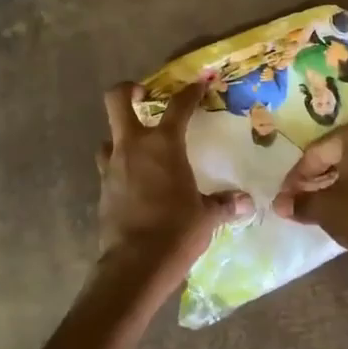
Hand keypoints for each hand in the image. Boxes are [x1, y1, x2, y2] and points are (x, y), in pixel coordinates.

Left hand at [97, 82, 250, 286]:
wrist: (136, 263)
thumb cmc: (177, 231)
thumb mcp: (206, 216)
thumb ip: (223, 204)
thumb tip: (245, 202)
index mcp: (163, 145)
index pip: (178, 107)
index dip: (190, 92)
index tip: (199, 84)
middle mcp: (133, 147)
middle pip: (117, 100)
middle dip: (128, 90)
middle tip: (143, 94)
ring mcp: (112, 167)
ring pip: (108, 136)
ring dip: (121, 136)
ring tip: (140, 147)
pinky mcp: (102, 190)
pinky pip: (109, 167)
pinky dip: (120, 167)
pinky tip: (136, 182)